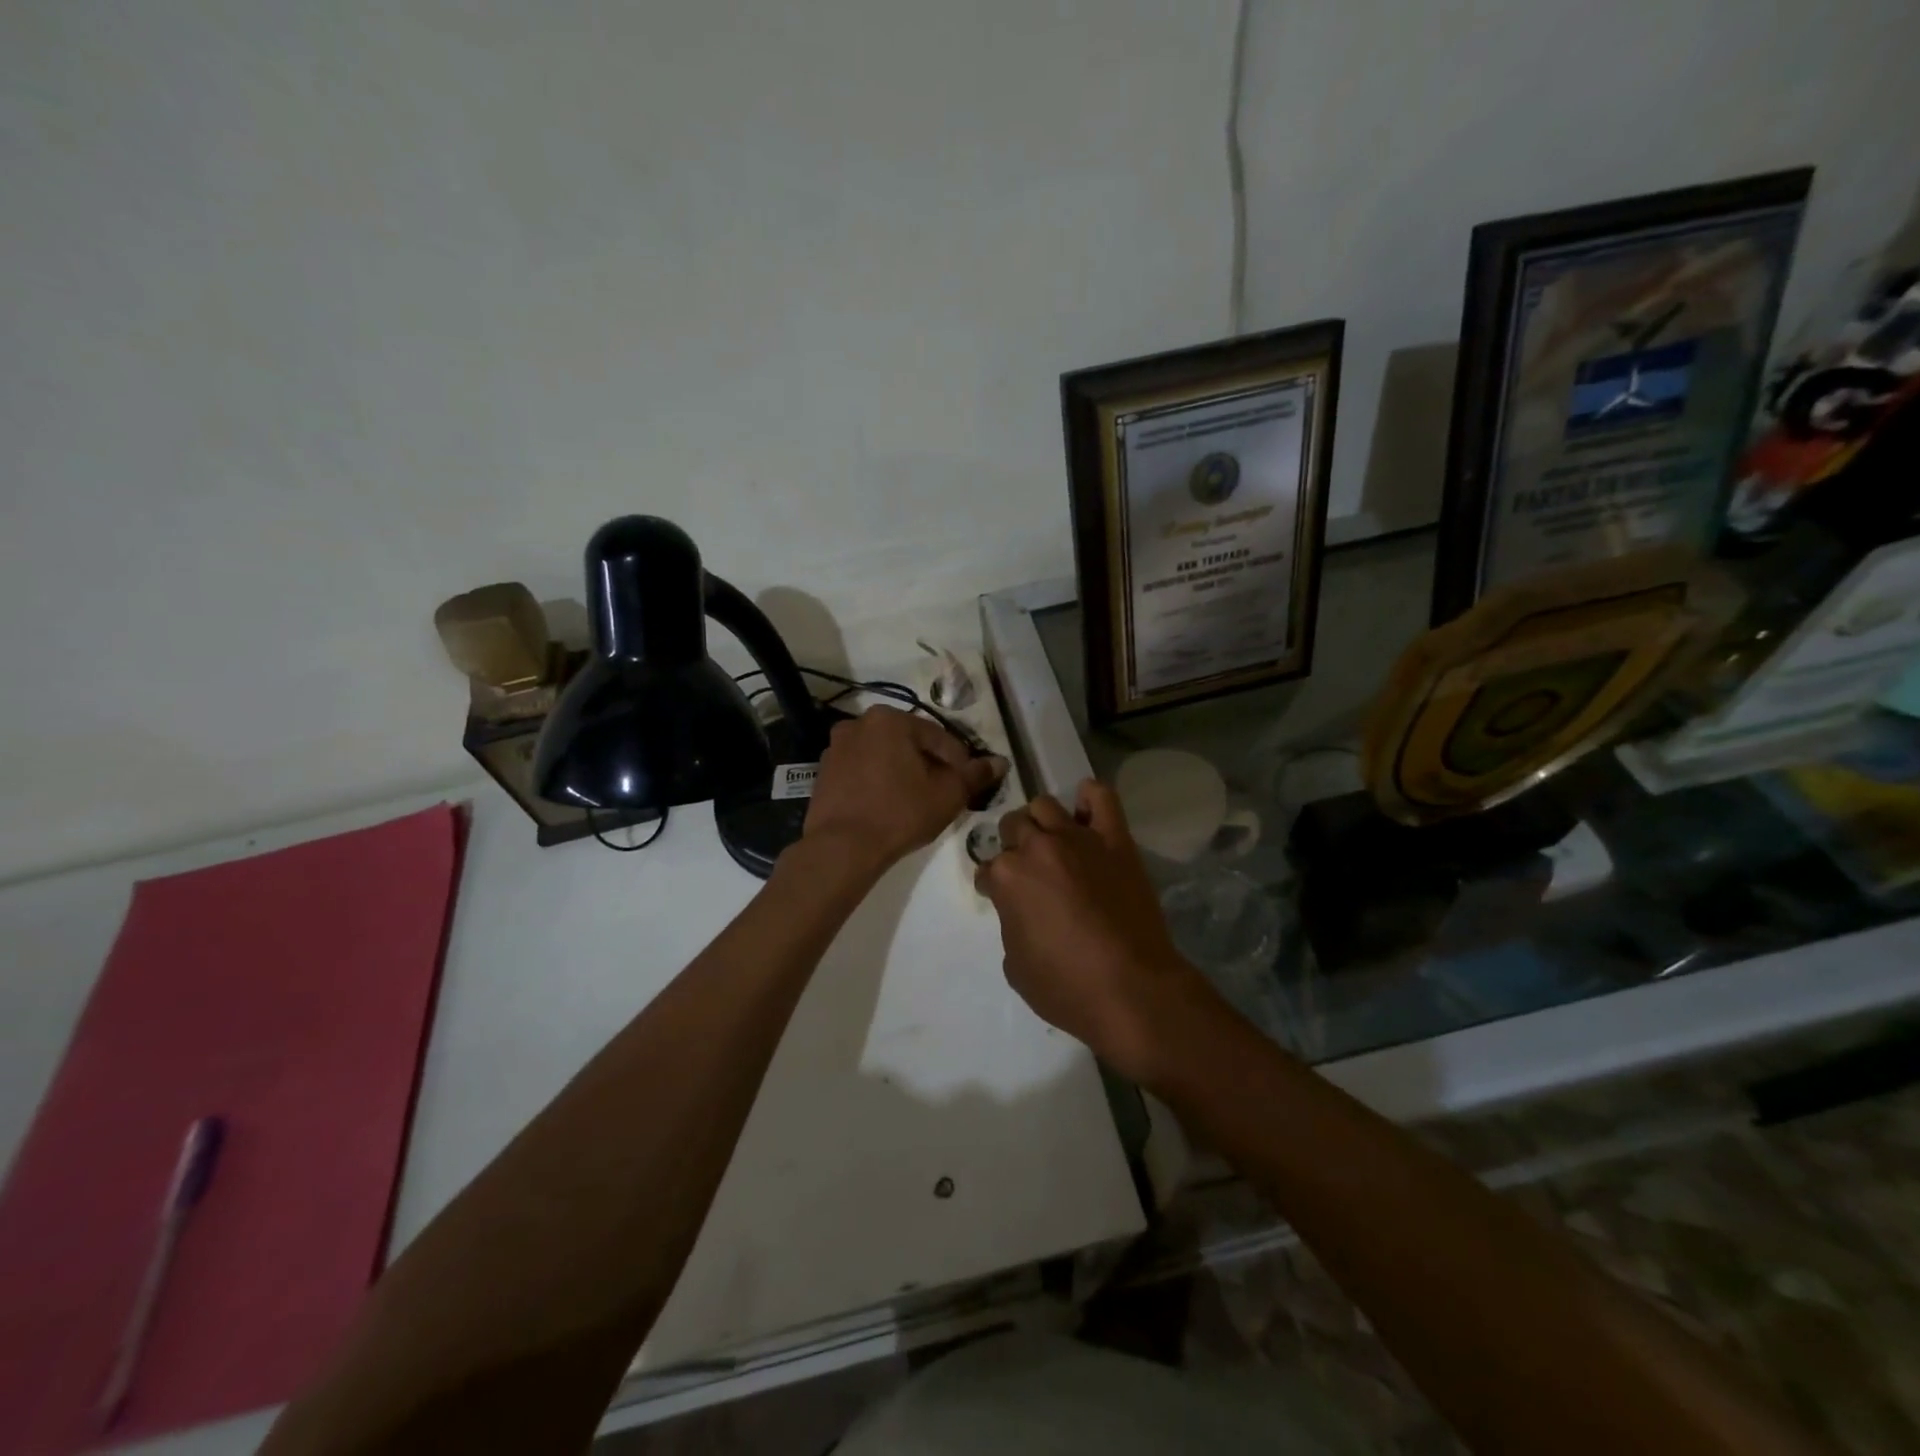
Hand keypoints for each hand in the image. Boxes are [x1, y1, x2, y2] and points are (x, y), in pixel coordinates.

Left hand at [803, 706, 1003, 870]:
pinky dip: (879, 782)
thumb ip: (975, 775)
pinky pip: (863, 772)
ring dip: (904, 772)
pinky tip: (890, 806)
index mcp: (889, 719)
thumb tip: (1000, 762)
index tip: (968, 786)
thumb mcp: (948, 795)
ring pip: (885, 756)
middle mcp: (859, 724)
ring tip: (918, 801)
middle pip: (909, 743)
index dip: (960, 762)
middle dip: (930, 765)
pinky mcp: (824, 773)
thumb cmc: (900, 813)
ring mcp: (837, 748)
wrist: (841, 848)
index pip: (939, 737)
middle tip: (945, 793)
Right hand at [974, 779, 1221, 1082]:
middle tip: (1029, 871)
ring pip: (1045, 805)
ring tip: (1051, 843)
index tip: (1002, 899)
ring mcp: (1078, 839)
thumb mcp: (1015, 966)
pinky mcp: (1115, 840)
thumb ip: (1011, 923)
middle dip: (1013, 846)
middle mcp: (1037, 848)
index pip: (986, 868)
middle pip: (1012, 826)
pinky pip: (1101, 798)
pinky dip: (1090, 797)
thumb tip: (1022, 909)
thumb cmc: (1067, 988)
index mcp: (1008, 877)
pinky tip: (1085, 811)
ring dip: (1041, 822)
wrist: (1132, 990)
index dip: (993, 886)